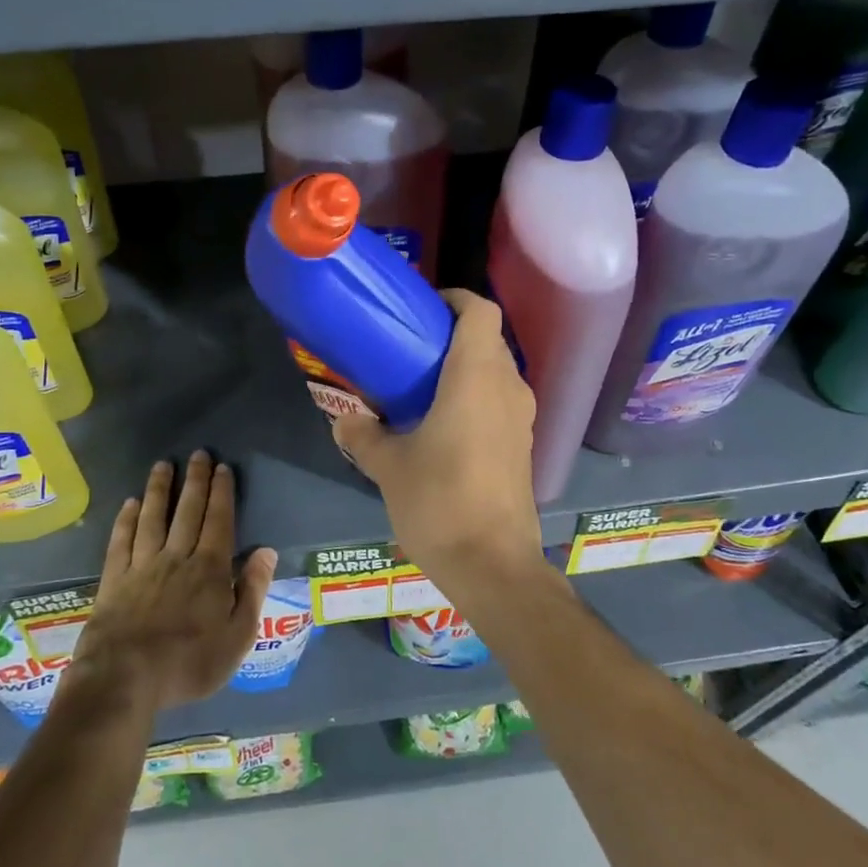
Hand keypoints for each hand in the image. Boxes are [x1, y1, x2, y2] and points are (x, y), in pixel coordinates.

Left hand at [66, 451, 276, 713]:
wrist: (125, 678)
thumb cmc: (189, 663)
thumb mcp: (237, 636)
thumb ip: (252, 591)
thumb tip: (266, 551)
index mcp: (210, 570)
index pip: (219, 521)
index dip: (222, 493)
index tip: (222, 468)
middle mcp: (177, 557)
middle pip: (188, 511)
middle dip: (195, 481)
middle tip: (198, 454)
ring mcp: (142, 566)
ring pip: (153, 518)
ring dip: (160, 489)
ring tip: (163, 465)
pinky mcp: (114, 579)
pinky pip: (121, 540)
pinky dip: (127, 519)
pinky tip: (130, 503)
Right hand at [333, 290, 543, 583]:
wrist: (494, 566)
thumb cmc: (440, 503)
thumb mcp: (389, 468)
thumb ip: (363, 437)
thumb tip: (344, 421)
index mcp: (476, 377)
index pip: (480, 311)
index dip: (454, 299)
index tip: (421, 309)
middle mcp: (508, 388)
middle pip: (488, 340)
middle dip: (452, 336)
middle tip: (409, 349)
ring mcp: (521, 419)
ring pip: (497, 372)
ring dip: (465, 369)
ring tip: (422, 386)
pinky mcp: (523, 446)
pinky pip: (500, 402)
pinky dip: (476, 397)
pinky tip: (443, 425)